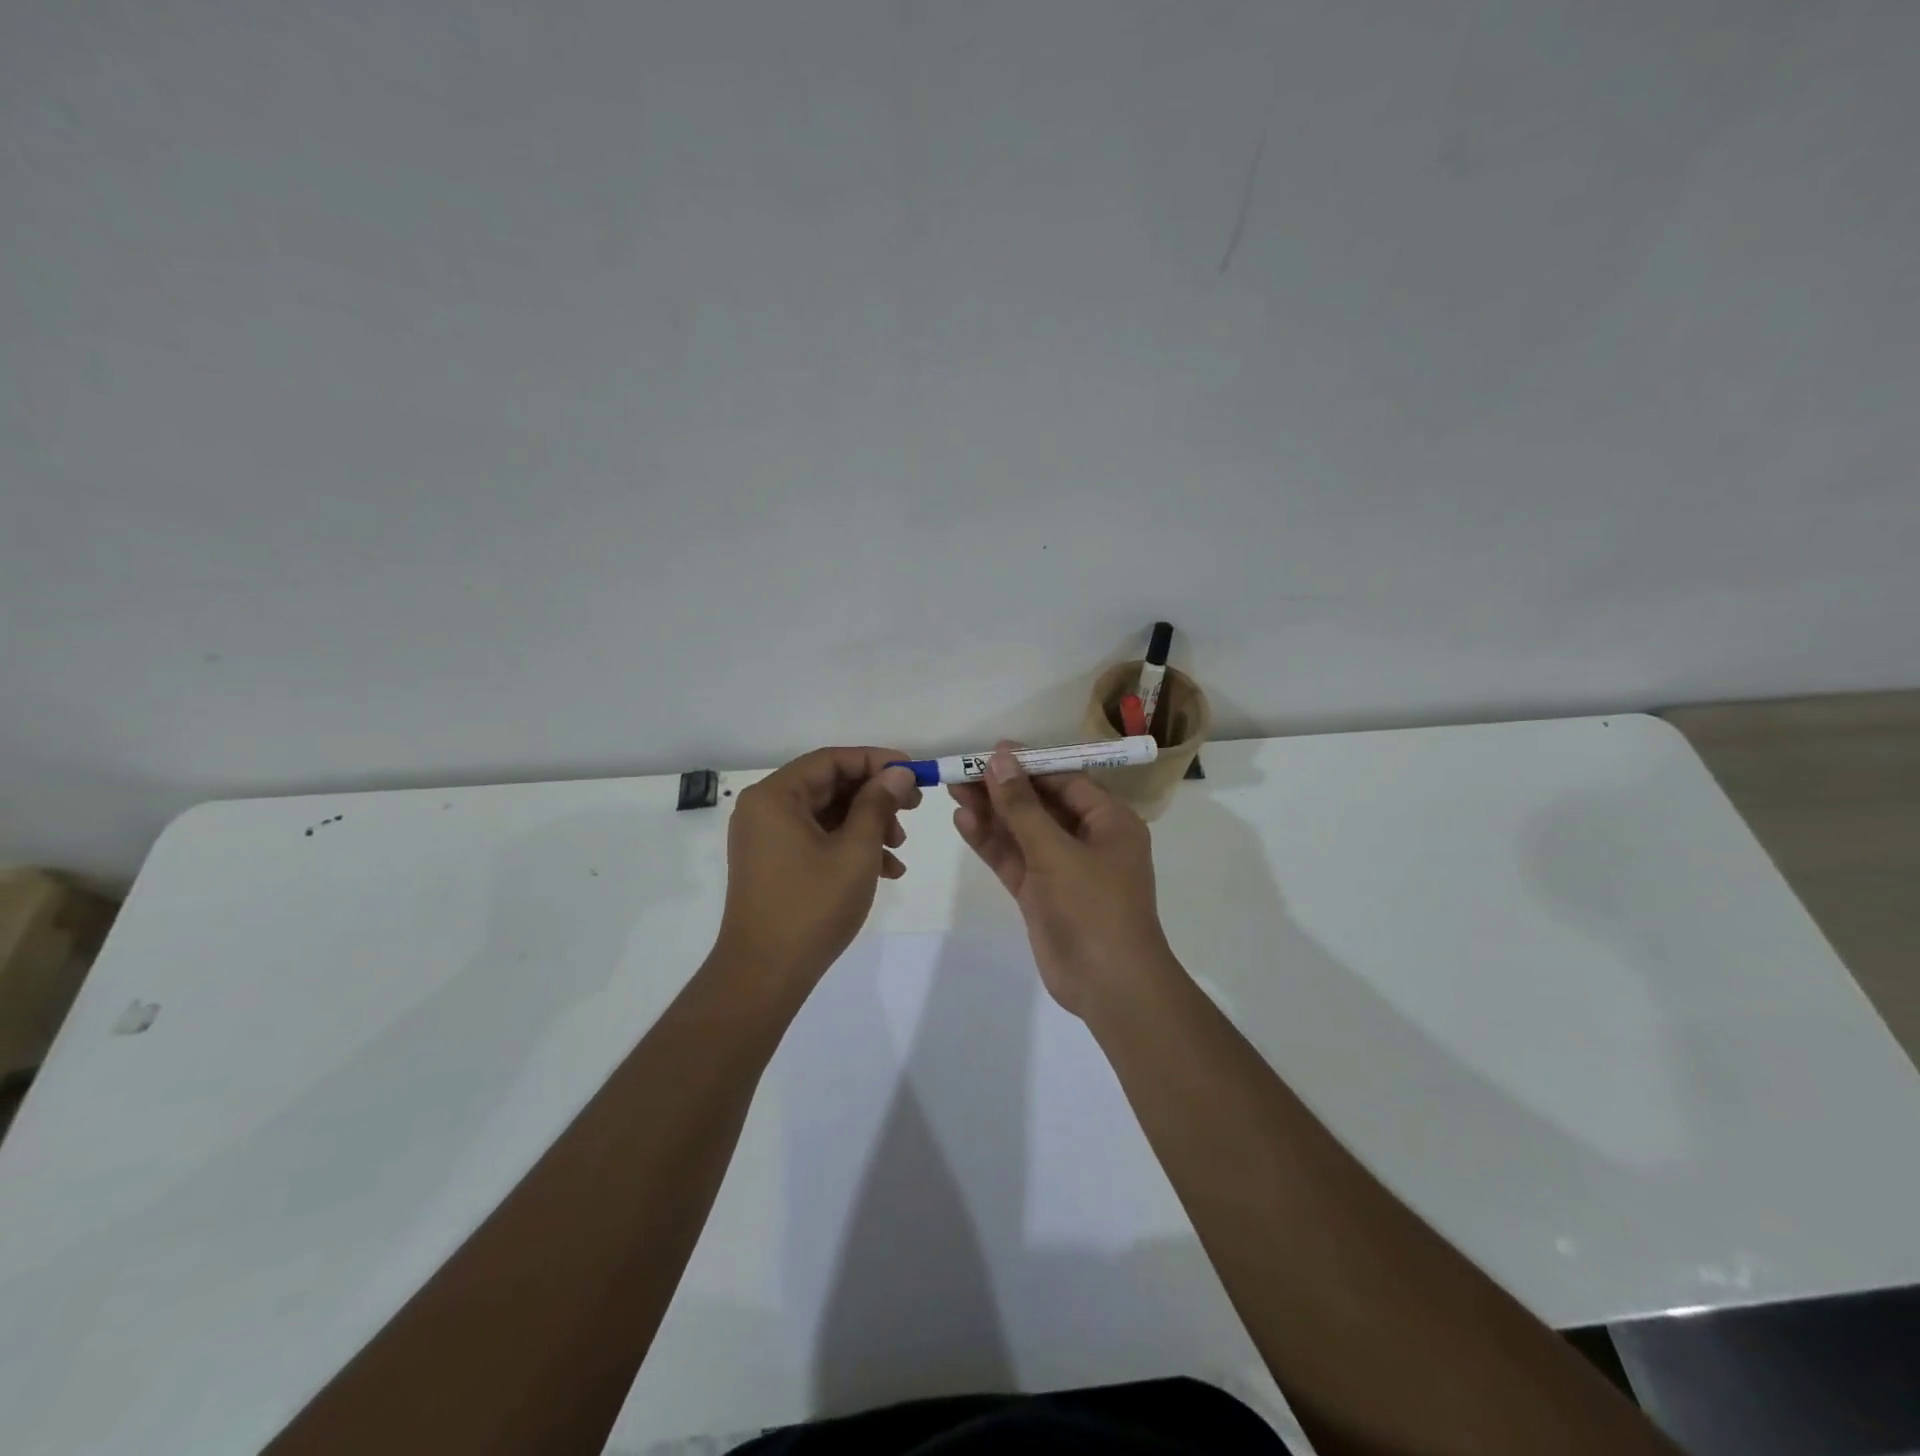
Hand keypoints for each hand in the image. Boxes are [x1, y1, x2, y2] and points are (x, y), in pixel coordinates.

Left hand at [717, 747, 922, 986]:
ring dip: (868, 824)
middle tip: (914, 808)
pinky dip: (850, 847)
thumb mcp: (856, 850)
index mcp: (775, 796)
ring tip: (900, 848)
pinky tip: (886, 869)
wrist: (765, 975)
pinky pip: (817, 839)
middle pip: (829, 785)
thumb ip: (878, 804)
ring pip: (827, 814)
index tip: (913, 772)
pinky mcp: (774, 863)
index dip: (876, 761)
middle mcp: (765, 809)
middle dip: (875, 797)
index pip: (831, 760)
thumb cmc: (812, 906)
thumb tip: (898, 772)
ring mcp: (767, 838)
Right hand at [949, 742, 1173, 1017]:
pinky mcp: (1041, 894)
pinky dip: (991, 843)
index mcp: (1109, 822)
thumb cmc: (1094, 907)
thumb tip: (999, 759)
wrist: (1109, 985)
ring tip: (953, 790)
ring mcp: (1062, 868)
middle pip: (1040, 804)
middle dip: (1003, 789)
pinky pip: (1014, 860)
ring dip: (992, 813)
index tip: (990, 751)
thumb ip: (1022, 807)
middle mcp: (1088, 840)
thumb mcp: (1056, 851)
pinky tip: (963, 822)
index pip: (1066, 781)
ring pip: (1023, 832)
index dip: (1028, 764)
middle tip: (961, 771)